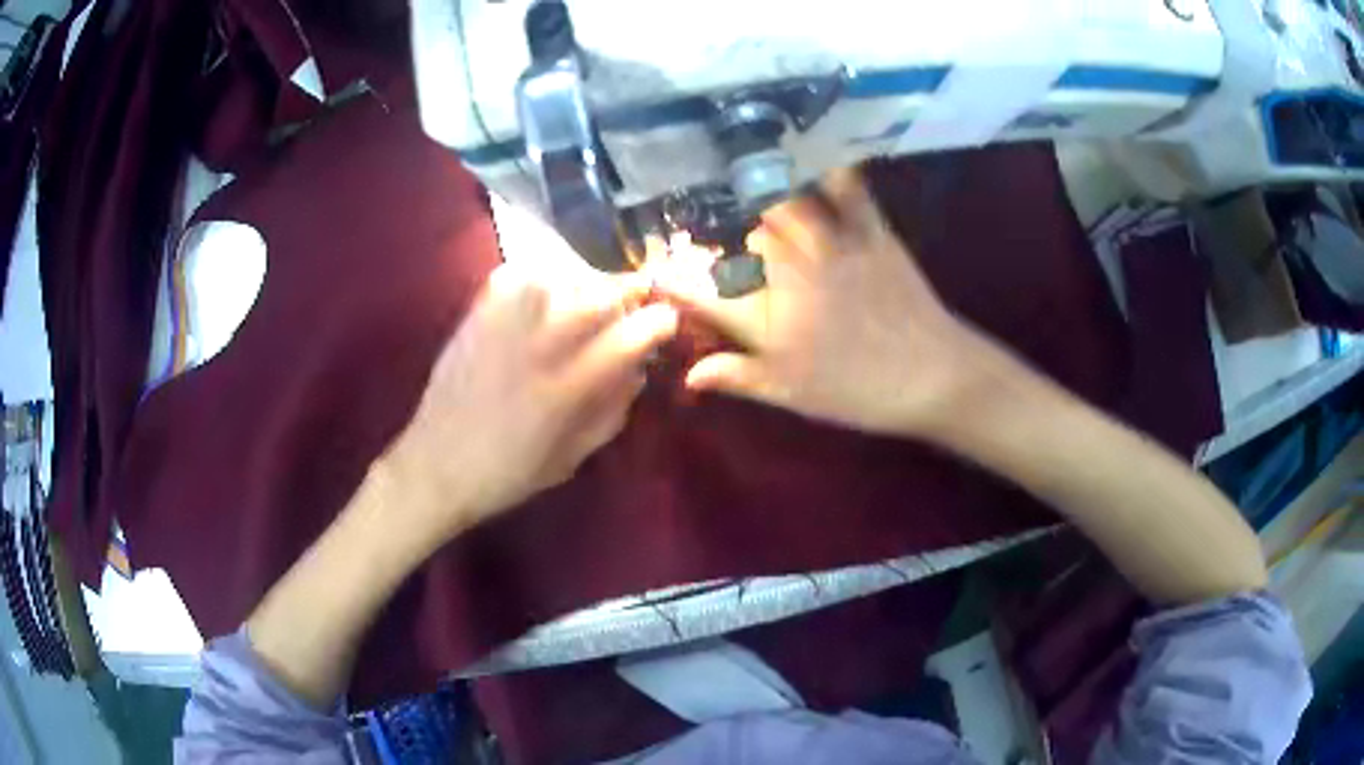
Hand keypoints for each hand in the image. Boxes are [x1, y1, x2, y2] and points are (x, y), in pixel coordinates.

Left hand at [384, 263, 677, 539]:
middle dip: (628, 295)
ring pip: (564, 275)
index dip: (660, 322)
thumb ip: (612, 410)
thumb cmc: (510, 473)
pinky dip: (540, 276)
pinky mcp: (478, 312)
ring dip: (586, 284)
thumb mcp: (574, 457)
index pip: (634, 333)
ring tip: (586, 302)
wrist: (437, 464)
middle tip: (629, 307)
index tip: (664, 323)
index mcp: (570, 385)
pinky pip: (519, 272)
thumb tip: (638, 369)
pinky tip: (543, 294)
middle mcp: (542, 343)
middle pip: (603, 292)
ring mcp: (506, 321)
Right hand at [652, 168, 997, 437]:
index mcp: (772, 321)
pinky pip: (847, 190)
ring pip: (782, 208)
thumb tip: (688, 375)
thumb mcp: (795, 395)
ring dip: (759, 200)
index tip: (656, 269)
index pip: (707, 293)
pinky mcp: (869, 233)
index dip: (676, 279)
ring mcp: (833, 248)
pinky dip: (829, 172)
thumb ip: (739, 377)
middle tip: (712, 240)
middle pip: (741, 242)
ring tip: (746, 197)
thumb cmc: (861, 393)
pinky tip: (814, 162)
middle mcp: (793, 276)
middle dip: (718, 238)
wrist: (933, 376)